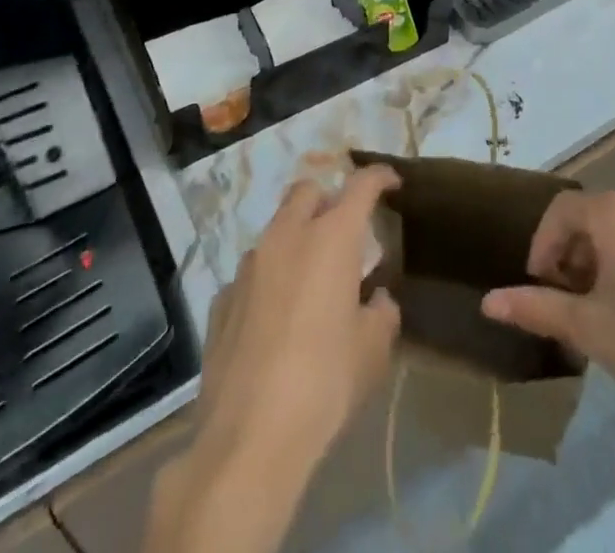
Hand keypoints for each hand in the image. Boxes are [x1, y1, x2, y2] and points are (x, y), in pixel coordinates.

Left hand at [196, 165, 402, 461]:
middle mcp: (286, 236)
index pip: (360, 185)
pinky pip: (252, 271)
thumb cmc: (324, 384)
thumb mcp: (372, 352)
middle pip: (308, 191)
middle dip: (329, 200)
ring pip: (276, 228)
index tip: (391, 182)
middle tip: (345, 232)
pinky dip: (270, 278)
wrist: (248, 436)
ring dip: (297, 238)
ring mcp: (248, 264)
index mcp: (330, 238)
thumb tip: (377, 298)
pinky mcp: (222, 296)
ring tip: (311, 279)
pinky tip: (275, 317)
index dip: (378, 177)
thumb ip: (381, 313)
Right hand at [480, 190, 614, 455]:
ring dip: (600, 263)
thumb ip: (536, 308)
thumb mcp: (590, 330)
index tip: (537, 287)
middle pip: (592, 219)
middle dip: (571, 257)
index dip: (541, 246)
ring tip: (597, 312)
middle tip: (565, 304)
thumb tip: (487, 302)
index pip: (561, 212)